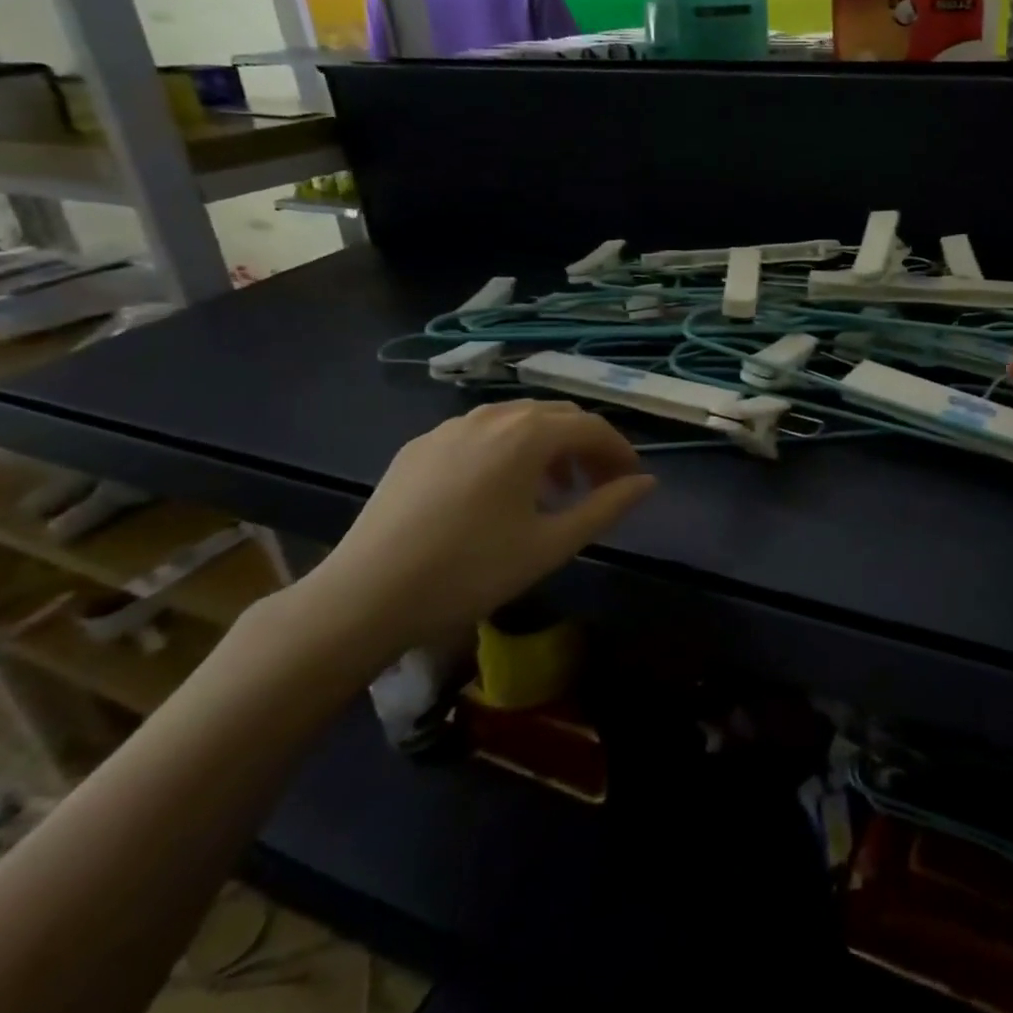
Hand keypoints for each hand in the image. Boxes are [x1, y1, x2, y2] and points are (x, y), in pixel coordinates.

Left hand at [290, 400, 654, 665]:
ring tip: (552, 491)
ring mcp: (449, 428)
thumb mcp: (552, 544)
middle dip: (585, 445)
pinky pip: (479, 434)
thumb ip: (607, 507)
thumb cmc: (472, 570)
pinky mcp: (418, 447)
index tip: (632, 481)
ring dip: (547, 446)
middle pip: (556, 416)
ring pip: (516, 421)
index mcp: (528, 434)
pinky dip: (507, 450)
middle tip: (597, 486)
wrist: (365, 596)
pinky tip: (498, 492)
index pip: (592, 427)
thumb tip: (647, 482)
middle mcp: (491, 417)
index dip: (620, 451)